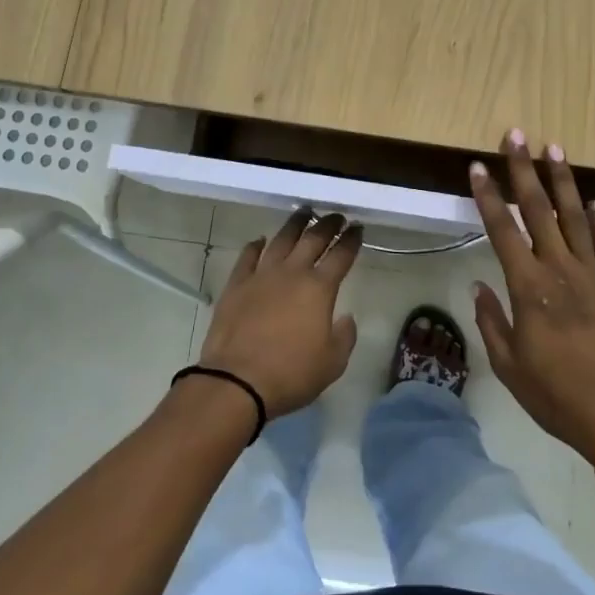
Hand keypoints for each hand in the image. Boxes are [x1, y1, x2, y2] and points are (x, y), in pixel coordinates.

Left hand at [196, 209, 363, 417]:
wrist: (237, 381)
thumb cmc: (291, 374)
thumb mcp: (333, 363)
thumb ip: (344, 336)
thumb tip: (345, 318)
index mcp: (319, 289)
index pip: (341, 256)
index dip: (352, 240)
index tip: (358, 228)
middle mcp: (291, 273)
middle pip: (312, 239)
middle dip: (327, 224)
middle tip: (336, 215)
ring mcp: (261, 276)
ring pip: (280, 240)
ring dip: (294, 224)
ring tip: (303, 213)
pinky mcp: (236, 285)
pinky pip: (248, 256)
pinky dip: (255, 245)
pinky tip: (260, 240)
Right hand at [468, 131, 594, 465]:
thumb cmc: (556, 395)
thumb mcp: (509, 365)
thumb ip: (491, 320)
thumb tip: (481, 284)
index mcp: (528, 288)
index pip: (502, 230)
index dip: (488, 196)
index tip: (478, 167)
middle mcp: (560, 270)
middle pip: (538, 210)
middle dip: (524, 170)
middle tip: (516, 135)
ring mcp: (593, 275)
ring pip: (575, 217)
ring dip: (562, 181)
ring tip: (554, 149)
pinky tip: (593, 201)